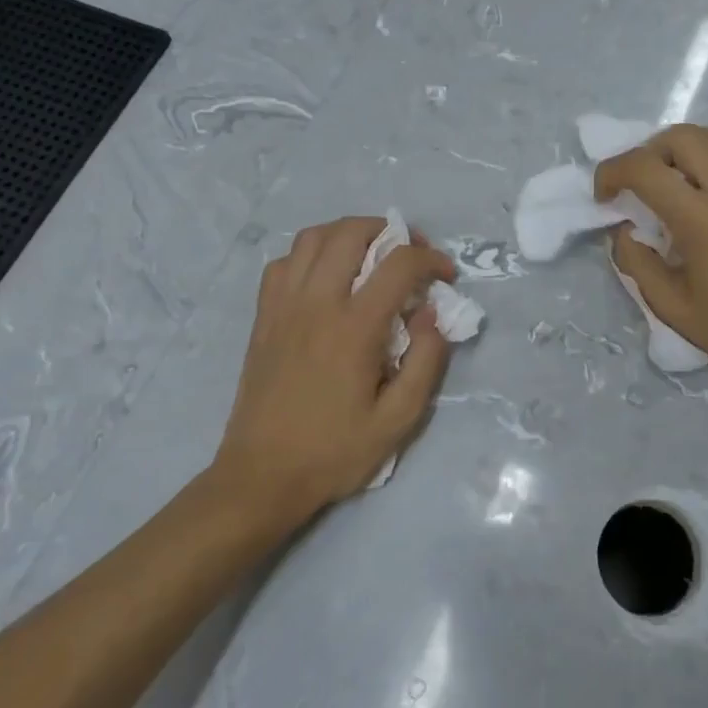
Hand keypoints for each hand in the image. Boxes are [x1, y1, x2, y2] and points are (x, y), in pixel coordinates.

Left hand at [213, 217, 456, 525]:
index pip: (399, 265)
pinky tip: (325, 277)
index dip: (431, 259)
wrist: (262, 476)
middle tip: (409, 253)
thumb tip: (434, 314)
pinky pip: (282, 263)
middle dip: (389, 231)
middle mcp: (316, 304)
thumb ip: (426, 362)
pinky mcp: (263, 317)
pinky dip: (309, 255)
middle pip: (350, 233)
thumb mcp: (398, 420)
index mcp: (353, 328)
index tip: (446, 275)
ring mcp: (283, 306)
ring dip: (347, 233)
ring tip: (369, 254)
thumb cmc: (334, 452)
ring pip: (312, 237)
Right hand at [595, 125, 707, 400]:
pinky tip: (698, 200)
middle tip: (635, 185)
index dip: (612, 172)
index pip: (645, 168)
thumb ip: (638, 265)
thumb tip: (623, 233)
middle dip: (645, 151)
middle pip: (681, 136)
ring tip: (665, 184)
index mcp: (701, 220)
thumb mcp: (674, 309)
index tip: (603, 197)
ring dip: (676, 150)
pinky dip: (703, 163)